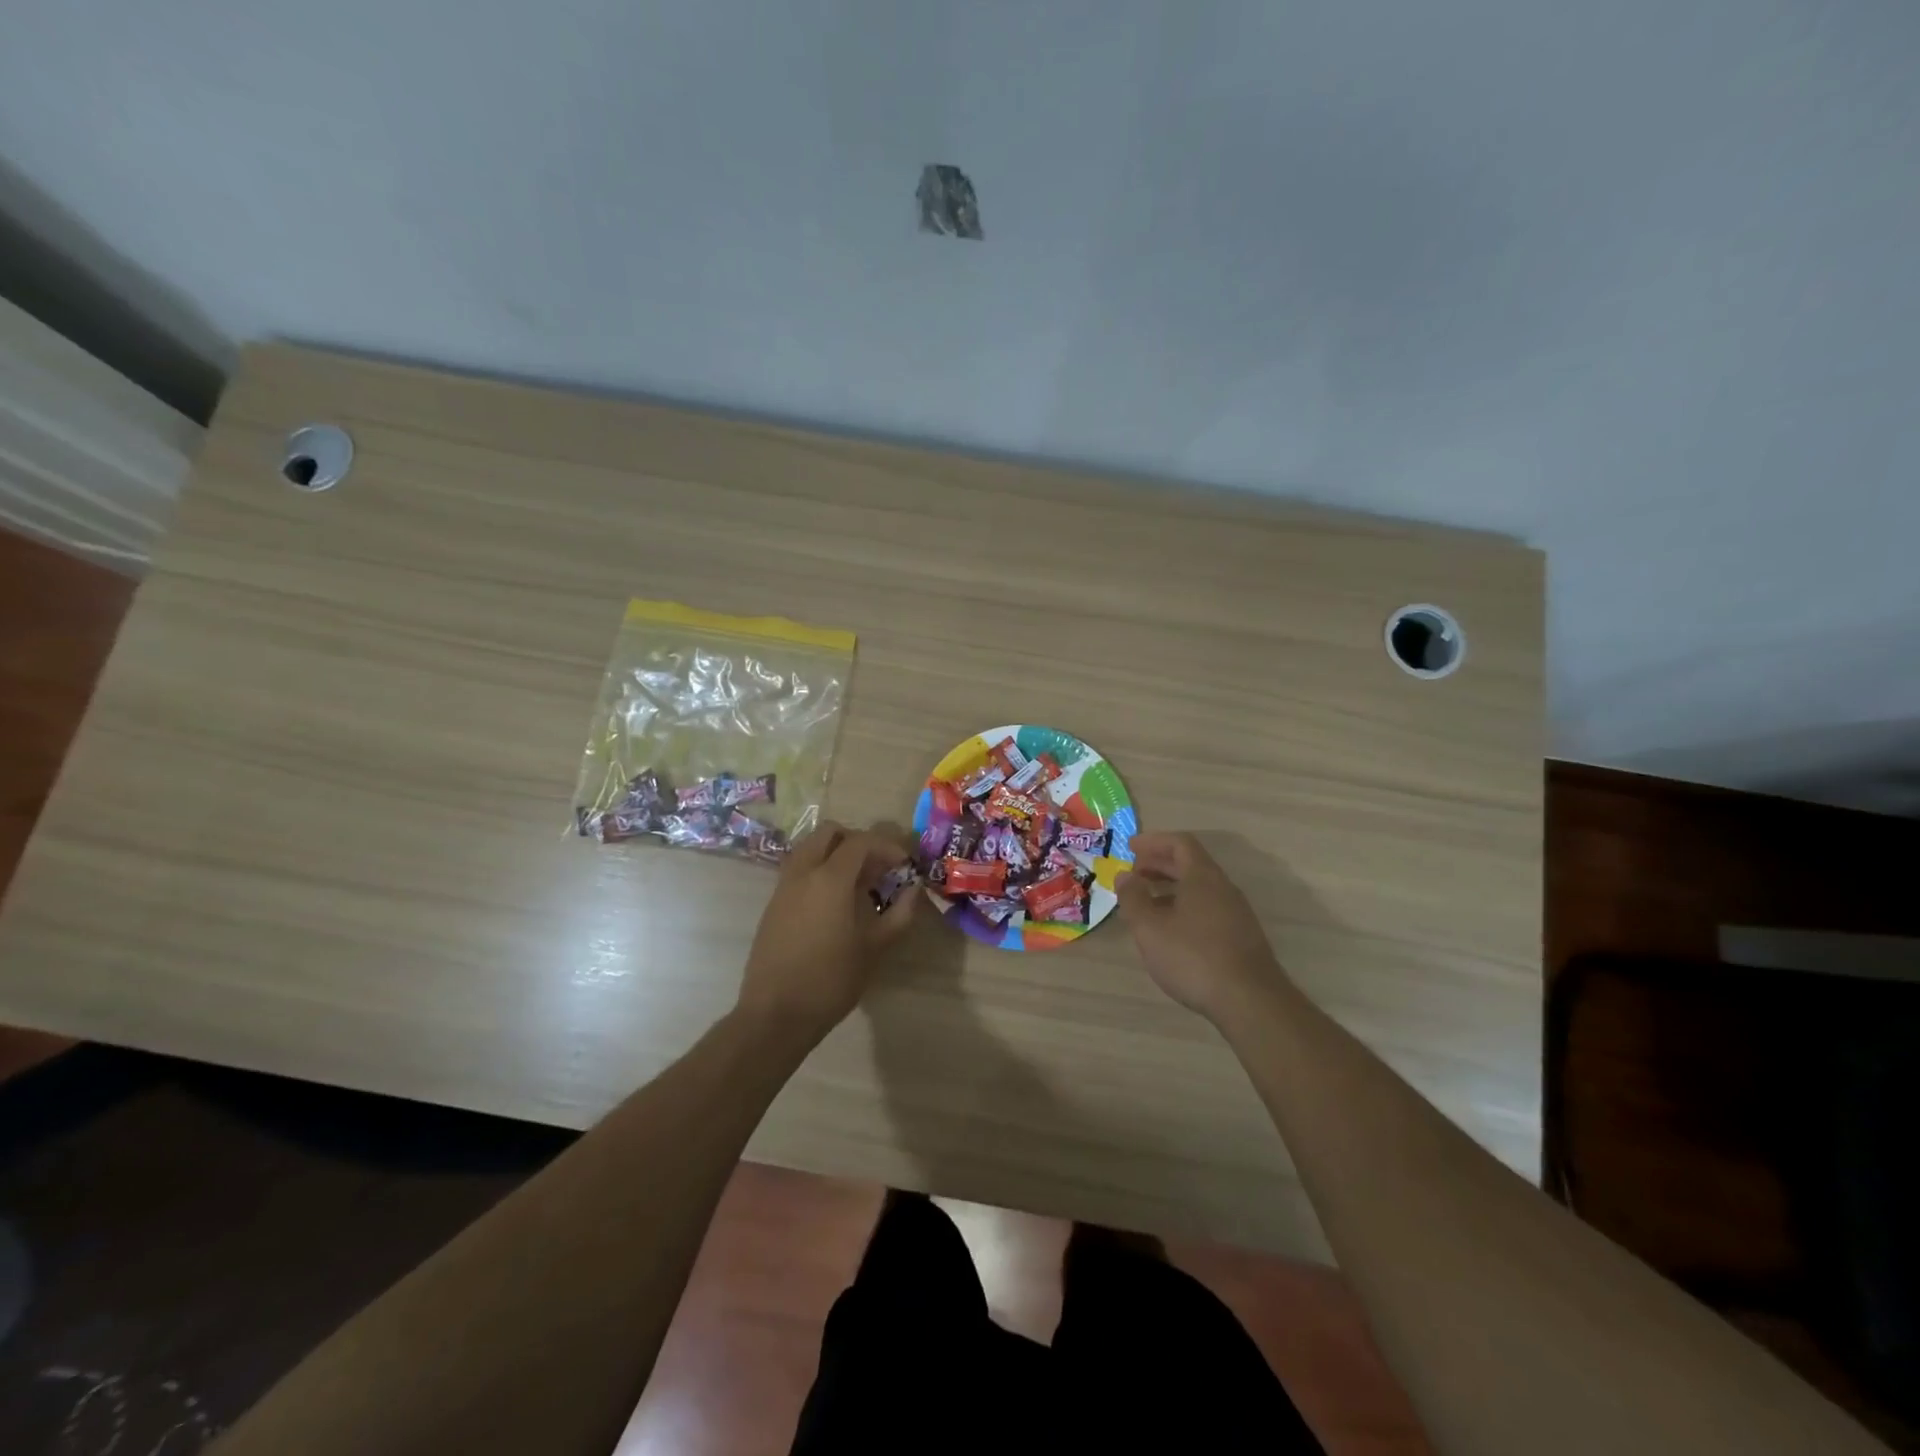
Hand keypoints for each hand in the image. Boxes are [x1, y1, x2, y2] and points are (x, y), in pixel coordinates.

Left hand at [736, 821, 916, 1038]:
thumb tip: (915, 890)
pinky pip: (799, 870)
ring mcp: (783, 887)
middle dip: (857, 841)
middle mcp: (802, 872)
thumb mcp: (875, 948)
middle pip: (829, 833)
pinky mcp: (773, 904)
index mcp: (829, 878)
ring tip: (858, 884)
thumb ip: (900, 914)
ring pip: (809, 848)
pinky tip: (835, 903)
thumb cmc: (831, 980)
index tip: (905, 865)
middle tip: (878, 867)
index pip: (861, 841)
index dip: (887, 846)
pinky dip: (819, 870)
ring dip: (836, 854)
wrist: (775, 1014)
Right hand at [1116, 832, 1285, 1021]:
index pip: (1180, 843)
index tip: (1130, 847)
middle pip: (1190, 864)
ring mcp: (1236, 913)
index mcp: (1203, 877)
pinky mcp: (1240, 936)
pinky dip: (1184, 907)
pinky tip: (1170, 931)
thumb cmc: (1193, 957)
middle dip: (1159, 864)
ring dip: (1170, 888)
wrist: (1250, 1002)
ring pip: (1199, 888)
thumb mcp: (1150, 928)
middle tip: (1133, 874)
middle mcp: (1223, 888)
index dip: (1153, 842)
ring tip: (1146, 903)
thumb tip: (1125, 876)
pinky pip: (1207, 908)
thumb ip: (1133, 898)